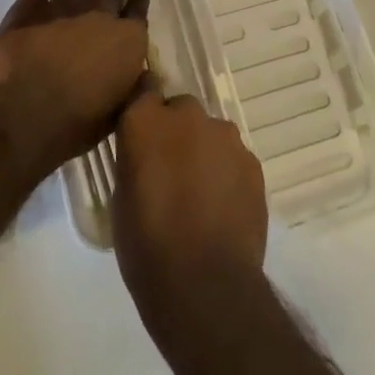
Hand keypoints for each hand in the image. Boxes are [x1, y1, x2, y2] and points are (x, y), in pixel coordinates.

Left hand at [0, 0, 149, 164]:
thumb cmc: (76, 123)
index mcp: (127, 43)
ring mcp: (67, 7)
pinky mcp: (32, 6)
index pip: (138, 17)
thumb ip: (132, 89)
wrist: (26, 115)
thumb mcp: (118, 113)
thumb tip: (144, 76)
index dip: (138, 5)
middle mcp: (102, 17)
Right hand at [113, 89, 268, 338]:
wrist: (205, 284)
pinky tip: (222, 207)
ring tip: (200, 193)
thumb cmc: (146, 246)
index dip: (144, 107)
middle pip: (181, 109)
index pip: (143, 89)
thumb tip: (147, 155)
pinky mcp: (253, 162)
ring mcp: (225, 137)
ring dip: (204, 151)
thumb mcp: (121, 198)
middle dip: (176, 131)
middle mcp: (188, 117)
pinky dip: (227, 173)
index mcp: (146, 122)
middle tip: (170, 169)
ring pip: (211, 133)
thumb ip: (136, 160)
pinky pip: (234, 158)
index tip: (141, 128)